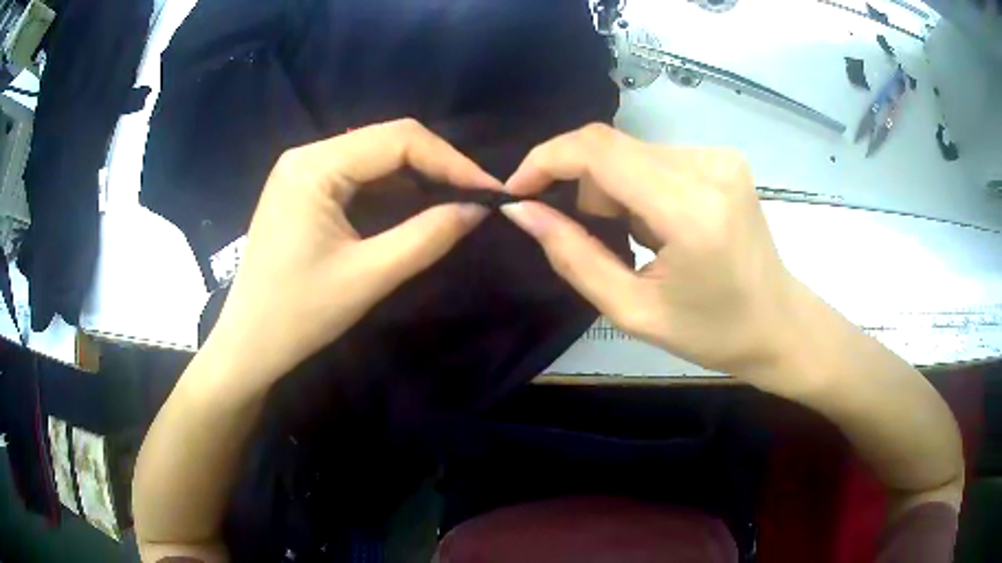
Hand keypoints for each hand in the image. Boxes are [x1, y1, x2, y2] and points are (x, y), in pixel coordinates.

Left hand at [205, 119, 501, 387]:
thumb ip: (429, 236)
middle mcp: (306, 155)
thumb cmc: (300, 314)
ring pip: (375, 155)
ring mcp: (303, 170)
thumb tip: (479, 208)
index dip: (451, 160)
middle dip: (437, 165)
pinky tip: (417, 204)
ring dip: (418, 175)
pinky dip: (393, 187)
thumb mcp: (370, 276)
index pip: (398, 139)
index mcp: (314, 166)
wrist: (249, 344)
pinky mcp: (304, 188)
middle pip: (387, 140)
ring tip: (455, 199)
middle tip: (476, 196)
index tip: (489, 189)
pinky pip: (359, 174)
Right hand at [502, 124, 808, 388]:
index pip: (598, 149)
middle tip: (601, 239)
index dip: (546, 159)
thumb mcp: (633, 311)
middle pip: (611, 148)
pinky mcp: (724, 158)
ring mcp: (721, 157)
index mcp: (690, 210)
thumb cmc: (713, 332)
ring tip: (644, 240)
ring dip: (617, 190)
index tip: (518, 190)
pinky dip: (643, 187)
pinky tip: (665, 225)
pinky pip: (657, 158)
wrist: (779, 323)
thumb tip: (522, 211)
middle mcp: (709, 167)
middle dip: (585, 188)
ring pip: (632, 152)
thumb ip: (573, 256)